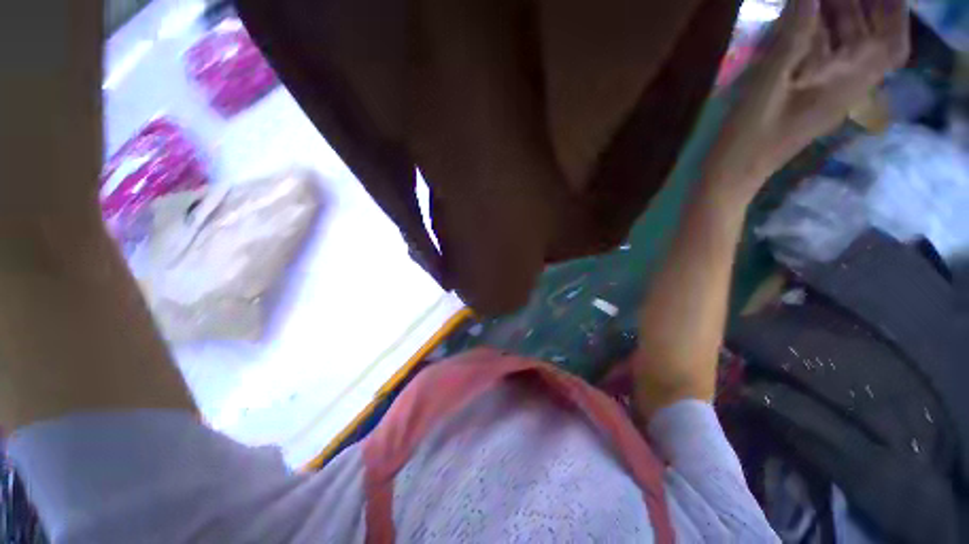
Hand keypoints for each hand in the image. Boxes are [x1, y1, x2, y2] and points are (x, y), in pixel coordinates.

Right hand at [705, 0, 908, 201]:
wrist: (734, 172)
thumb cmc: (749, 135)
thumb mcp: (768, 85)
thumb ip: (792, 38)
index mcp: (845, 85)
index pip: (889, 43)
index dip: (894, 11)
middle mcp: (847, 87)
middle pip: (872, 41)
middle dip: (864, 7)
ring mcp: (828, 94)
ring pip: (851, 48)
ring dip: (843, 17)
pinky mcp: (810, 99)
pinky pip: (829, 60)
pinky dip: (826, 36)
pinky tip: (810, 21)